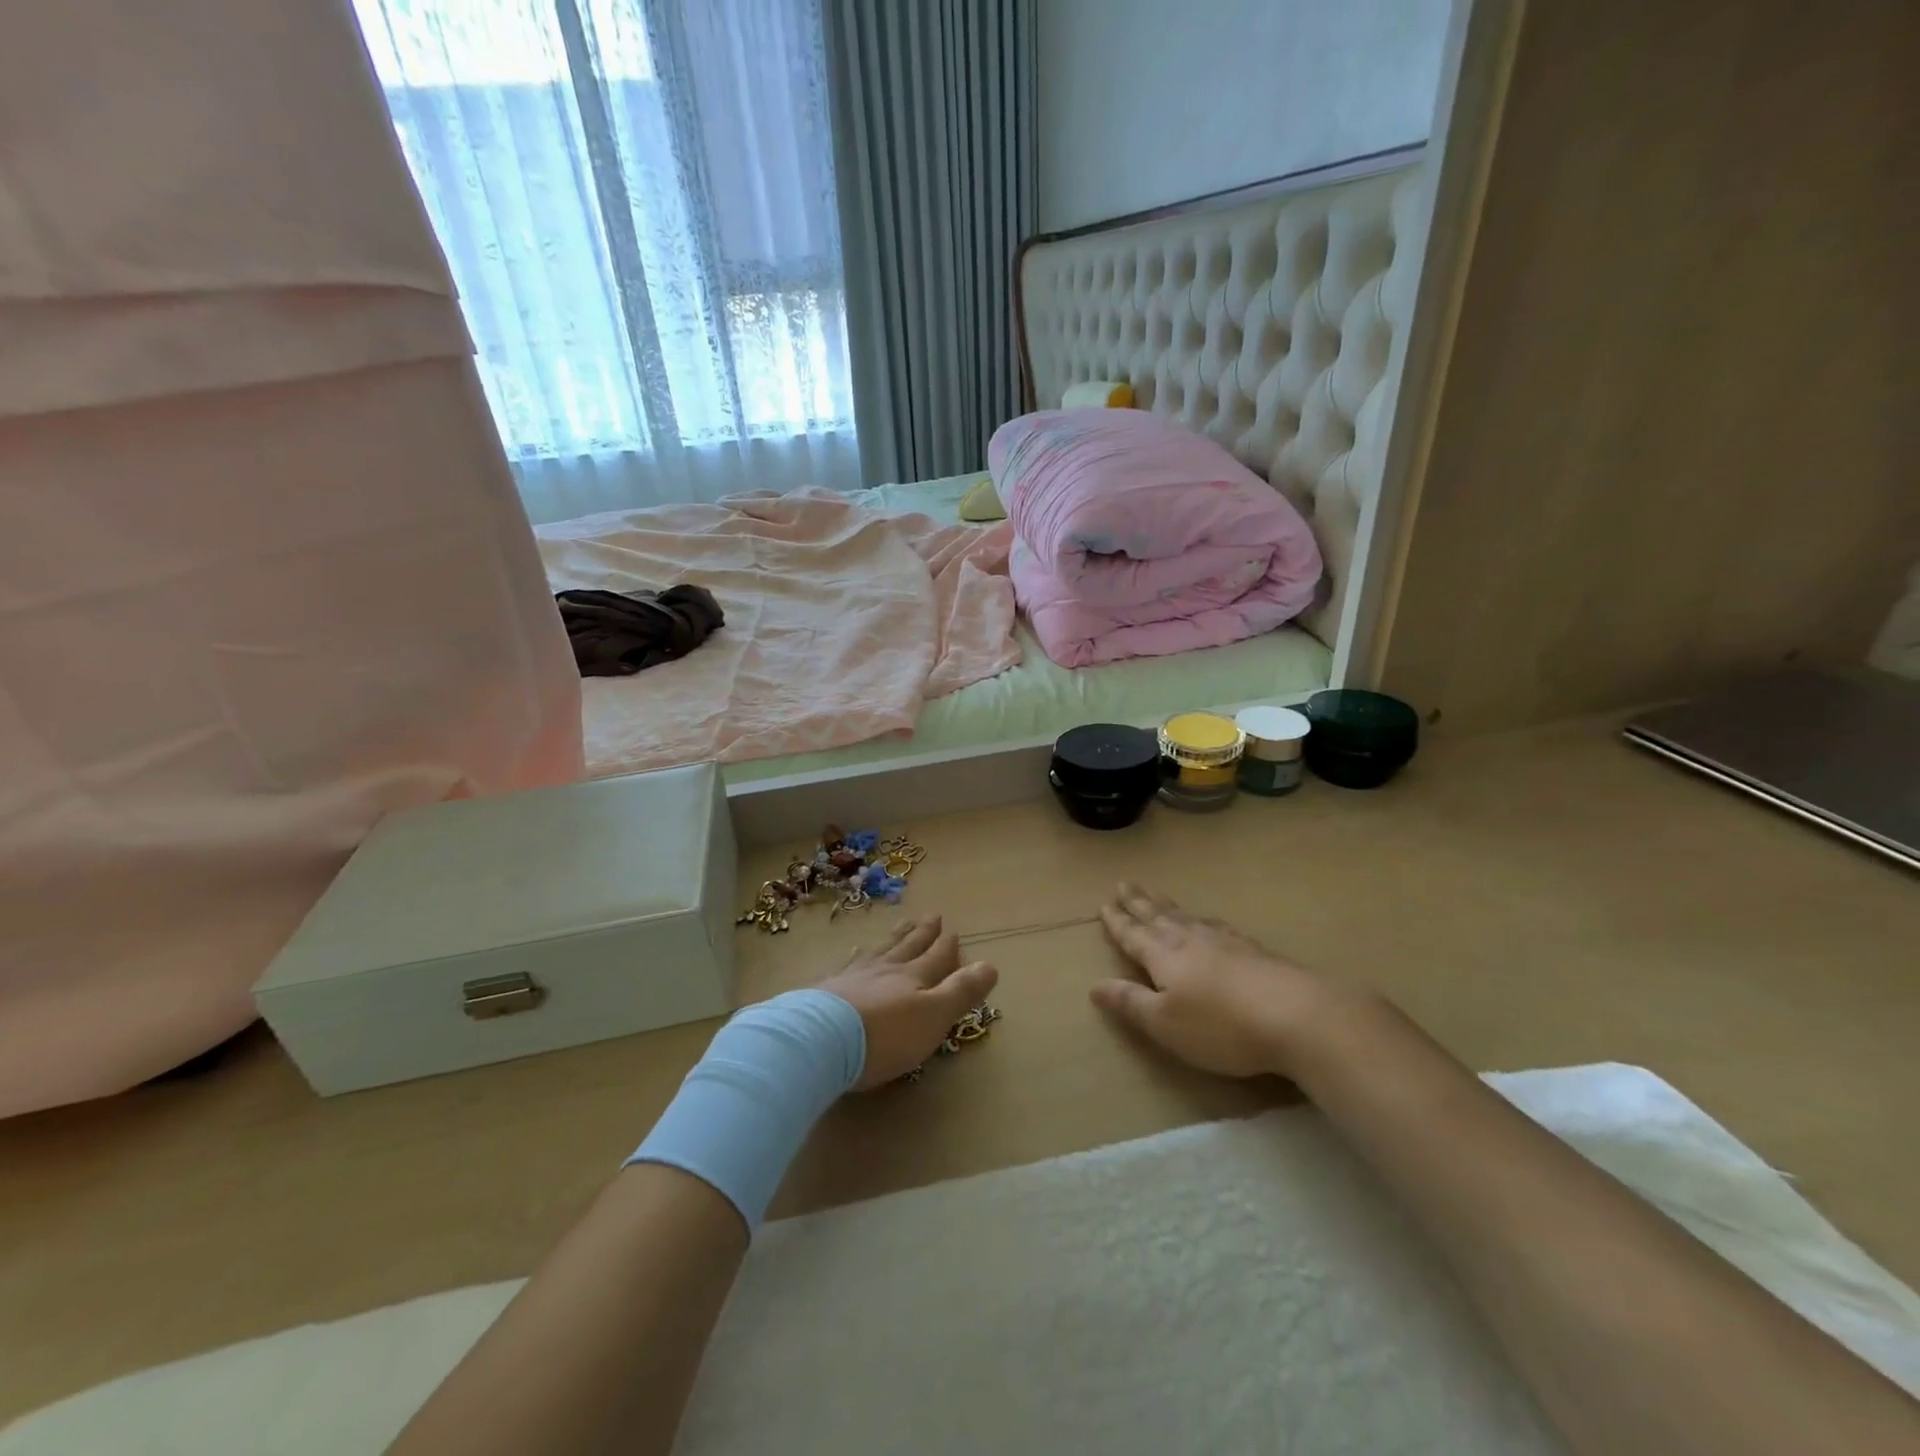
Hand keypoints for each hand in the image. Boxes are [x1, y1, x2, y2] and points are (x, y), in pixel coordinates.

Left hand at [817, 917, 998, 1089]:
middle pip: (907, 947)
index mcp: (913, 978)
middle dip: (922, 933)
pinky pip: (846, 965)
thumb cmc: (885, 1035)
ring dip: (892, 938)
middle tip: (931, 915)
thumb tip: (991, 964)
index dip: (946, 945)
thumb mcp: (934, 1016)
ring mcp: (852, 977)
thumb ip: (961, 991)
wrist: (819, 1040)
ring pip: (879, 951)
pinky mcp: (825, 990)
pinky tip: (853, 952)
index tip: (953, 930)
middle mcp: (885, 970)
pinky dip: (855, 957)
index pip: (935, 957)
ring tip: (900, 925)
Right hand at [1091, 882, 1352, 1078]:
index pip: (1134, 935)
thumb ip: (1131, 1002)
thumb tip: (1095, 984)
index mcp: (1164, 956)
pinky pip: (1217, 925)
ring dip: (1167, 905)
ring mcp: (1225, 942)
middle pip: (1159, 917)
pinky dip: (1202, 918)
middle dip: (1139, 902)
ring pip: (1187, 917)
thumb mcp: (1165, 1024)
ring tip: (1156, 895)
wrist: (1297, 1016)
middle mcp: (1190, 940)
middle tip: (1125, 883)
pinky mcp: (1253, 950)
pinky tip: (1208, 921)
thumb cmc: (1221, 1027)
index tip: (1104, 904)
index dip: (1118, 922)